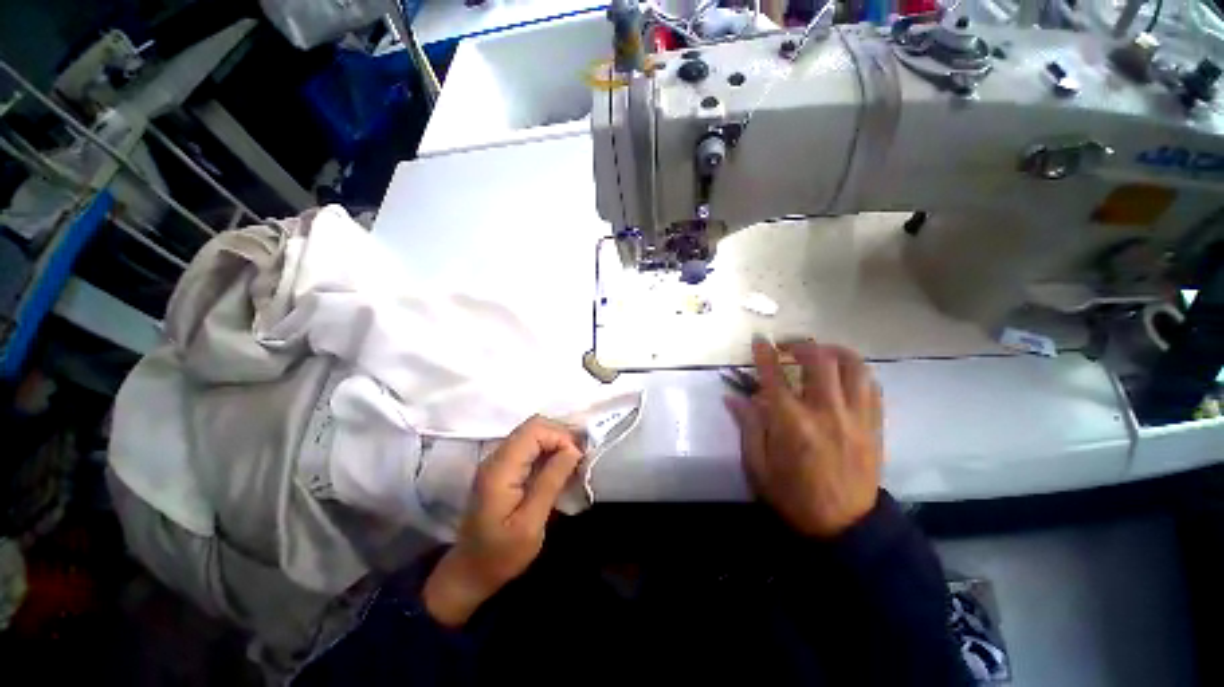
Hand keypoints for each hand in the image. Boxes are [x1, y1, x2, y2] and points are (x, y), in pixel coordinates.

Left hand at [423, 416, 583, 626]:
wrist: (469, 572)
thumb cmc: (500, 554)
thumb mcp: (530, 525)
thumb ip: (550, 482)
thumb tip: (574, 450)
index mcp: (500, 469)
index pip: (534, 430)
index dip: (560, 437)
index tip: (577, 459)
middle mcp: (496, 457)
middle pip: (533, 426)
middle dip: (560, 436)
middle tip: (578, 459)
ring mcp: (498, 461)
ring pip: (532, 434)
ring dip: (555, 442)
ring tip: (572, 463)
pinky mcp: (503, 468)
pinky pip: (529, 446)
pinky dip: (547, 451)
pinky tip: (558, 468)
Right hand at [726, 338, 884, 538]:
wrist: (845, 528)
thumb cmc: (793, 497)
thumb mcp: (758, 466)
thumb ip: (748, 426)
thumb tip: (733, 398)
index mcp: (792, 425)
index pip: (775, 377)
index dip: (764, 354)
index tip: (759, 340)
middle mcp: (827, 414)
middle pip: (820, 361)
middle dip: (801, 344)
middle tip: (788, 346)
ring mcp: (857, 419)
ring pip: (854, 367)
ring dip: (834, 351)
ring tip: (819, 352)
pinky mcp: (875, 427)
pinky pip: (872, 386)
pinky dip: (856, 372)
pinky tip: (843, 375)